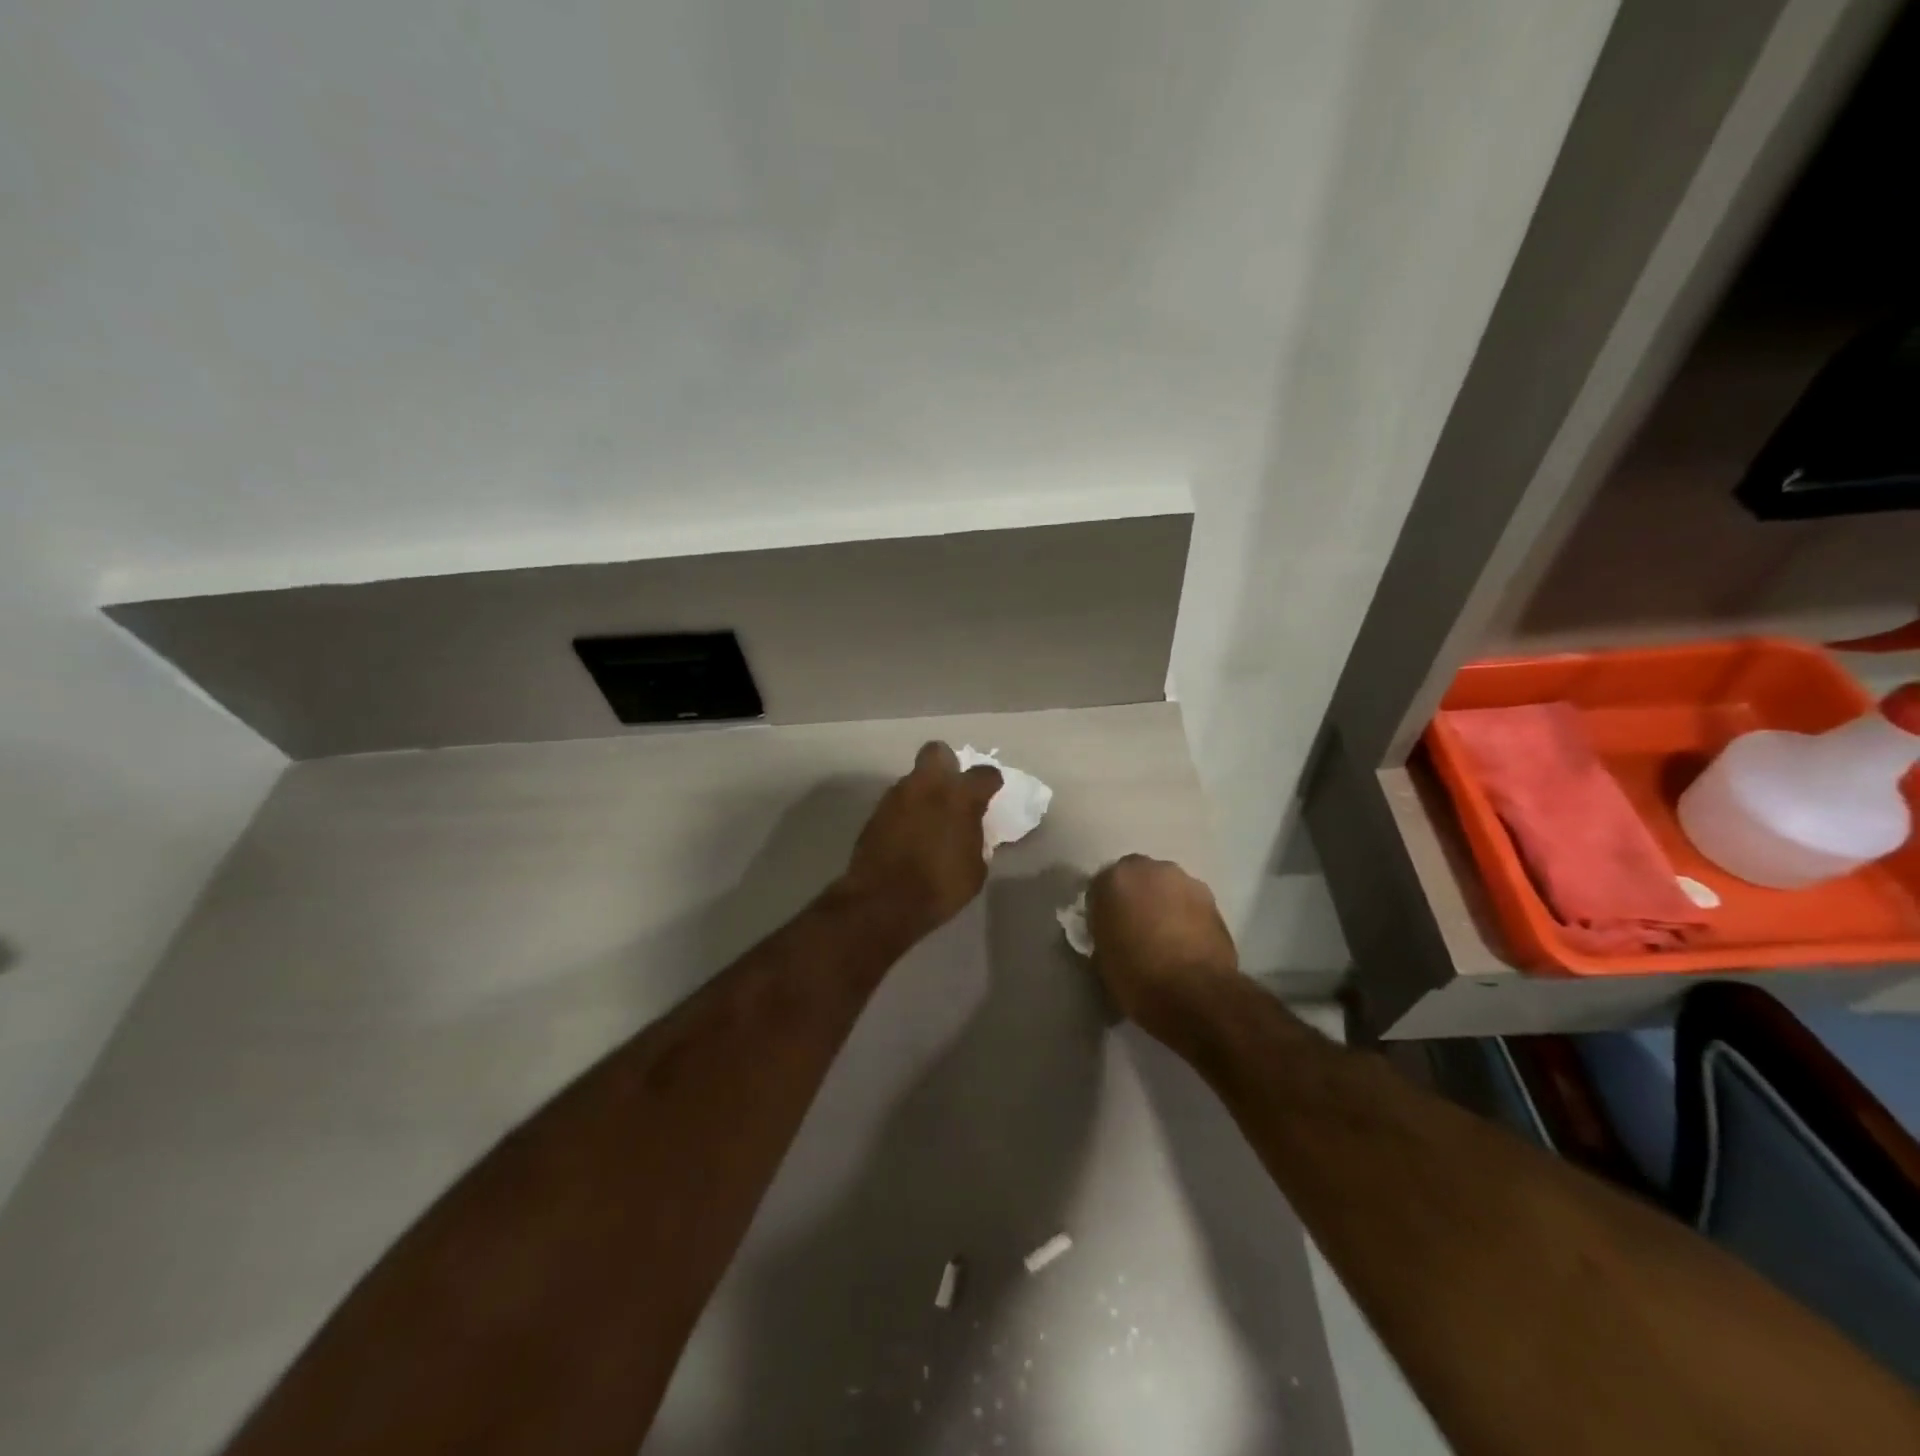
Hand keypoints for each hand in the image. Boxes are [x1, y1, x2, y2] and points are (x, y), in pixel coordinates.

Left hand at [844, 742, 1002, 937]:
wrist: (883, 902)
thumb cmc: (940, 887)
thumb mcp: (974, 869)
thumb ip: (975, 839)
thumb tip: (969, 831)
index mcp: (959, 797)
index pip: (984, 774)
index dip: (990, 783)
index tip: (990, 793)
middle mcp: (927, 785)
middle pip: (937, 752)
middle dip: (946, 765)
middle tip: (952, 790)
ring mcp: (896, 796)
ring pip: (914, 778)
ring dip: (923, 792)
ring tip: (928, 819)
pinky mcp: (875, 813)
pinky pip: (897, 803)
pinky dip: (905, 812)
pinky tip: (909, 834)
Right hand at [1087, 855, 1237, 1022]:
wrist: (1195, 993)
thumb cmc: (1136, 977)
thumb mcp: (1102, 957)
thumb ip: (1104, 931)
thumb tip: (1112, 931)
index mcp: (1113, 879)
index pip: (1100, 887)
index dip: (1103, 909)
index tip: (1106, 930)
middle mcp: (1149, 869)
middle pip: (1136, 878)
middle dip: (1135, 898)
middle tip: (1135, 928)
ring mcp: (1184, 880)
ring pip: (1165, 887)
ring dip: (1162, 904)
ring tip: (1164, 937)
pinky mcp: (1212, 898)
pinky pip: (1189, 902)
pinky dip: (1185, 915)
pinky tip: (1186, 942)